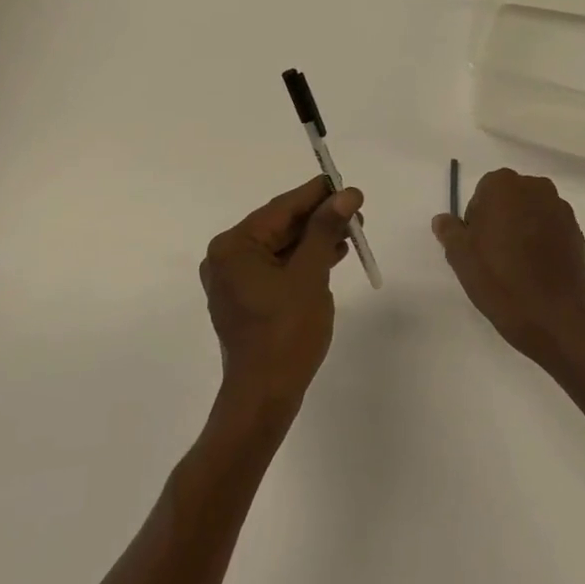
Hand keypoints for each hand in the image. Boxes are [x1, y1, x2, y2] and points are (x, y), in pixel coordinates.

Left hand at [200, 176, 361, 410]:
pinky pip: (277, 267)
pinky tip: (333, 254)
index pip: (281, 208)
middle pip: (280, 226)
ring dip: (315, 239)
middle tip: (357, 212)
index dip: (318, 195)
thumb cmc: (286, 333)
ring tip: (353, 231)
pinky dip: (304, 260)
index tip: (349, 186)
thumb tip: (347, 195)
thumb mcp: (310, 275)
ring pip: (281, 247)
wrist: (264, 397)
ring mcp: (234, 280)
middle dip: (319, 218)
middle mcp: (227, 257)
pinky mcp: (246, 299)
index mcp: (234, 246)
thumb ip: (326, 230)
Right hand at [432, 168, 584, 366]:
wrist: (550, 317)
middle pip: (510, 198)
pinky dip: (543, 241)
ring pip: (532, 213)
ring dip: (523, 228)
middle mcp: (536, 188)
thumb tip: (443, 219)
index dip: (476, 218)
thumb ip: (449, 230)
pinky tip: (536, 269)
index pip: (483, 192)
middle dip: (501, 218)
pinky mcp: (577, 232)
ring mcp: (561, 210)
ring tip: (517, 264)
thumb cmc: (498, 279)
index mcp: (504, 185)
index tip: (476, 244)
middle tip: (493, 253)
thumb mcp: (460, 256)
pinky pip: (552, 229)